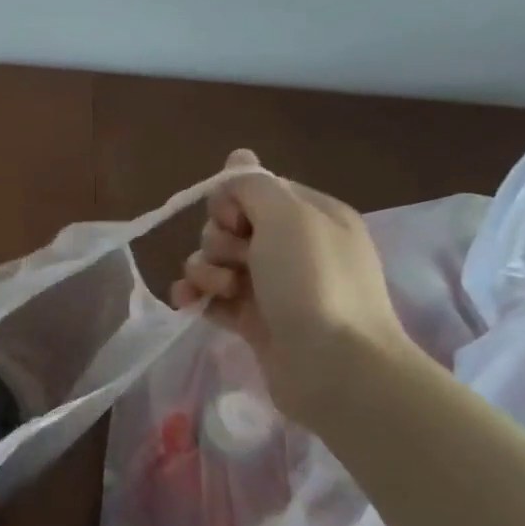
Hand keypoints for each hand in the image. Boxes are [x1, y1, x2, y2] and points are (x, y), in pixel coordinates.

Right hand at [170, 149, 419, 422]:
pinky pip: (211, 296)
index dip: (233, 202)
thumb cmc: (314, 283)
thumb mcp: (287, 217)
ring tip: (220, 290)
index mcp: (311, 216)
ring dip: (205, 270)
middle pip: (230, 226)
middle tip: (236, 261)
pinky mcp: (253, 320)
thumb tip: (237, 158)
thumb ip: (252, 185)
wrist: (335, 367)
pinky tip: (189, 304)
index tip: (237, 222)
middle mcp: (293, 247)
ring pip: (215, 261)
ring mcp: (273, 286)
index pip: (254, 191)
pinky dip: (197, 296)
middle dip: (218, 241)